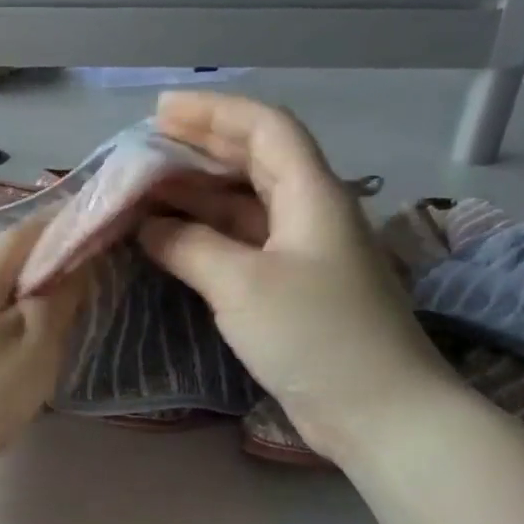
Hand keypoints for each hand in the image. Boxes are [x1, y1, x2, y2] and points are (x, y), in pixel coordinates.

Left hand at [0, 216, 87, 475]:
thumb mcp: (34, 346)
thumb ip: (59, 299)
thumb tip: (75, 262)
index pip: (28, 231)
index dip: (65, 224)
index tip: (103, 232)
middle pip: (11, 264)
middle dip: (52, 266)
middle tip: (94, 283)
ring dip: (33, 301)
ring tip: (67, 321)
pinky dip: (14, 329)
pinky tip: (26, 355)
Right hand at [137, 91, 458, 463]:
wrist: (378, 412)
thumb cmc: (315, 335)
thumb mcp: (242, 285)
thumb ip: (189, 247)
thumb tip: (148, 228)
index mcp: (312, 194)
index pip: (265, 128)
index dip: (214, 111)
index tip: (161, 111)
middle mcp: (310, 213)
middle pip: (254, 162)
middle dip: (200, 149)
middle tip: (144, 149)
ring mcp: (302, 254)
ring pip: (244, 207)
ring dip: (197, 196)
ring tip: (145, 192)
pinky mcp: (292, 290)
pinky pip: (242, 246)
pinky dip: (205, 238)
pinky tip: (170, 242)